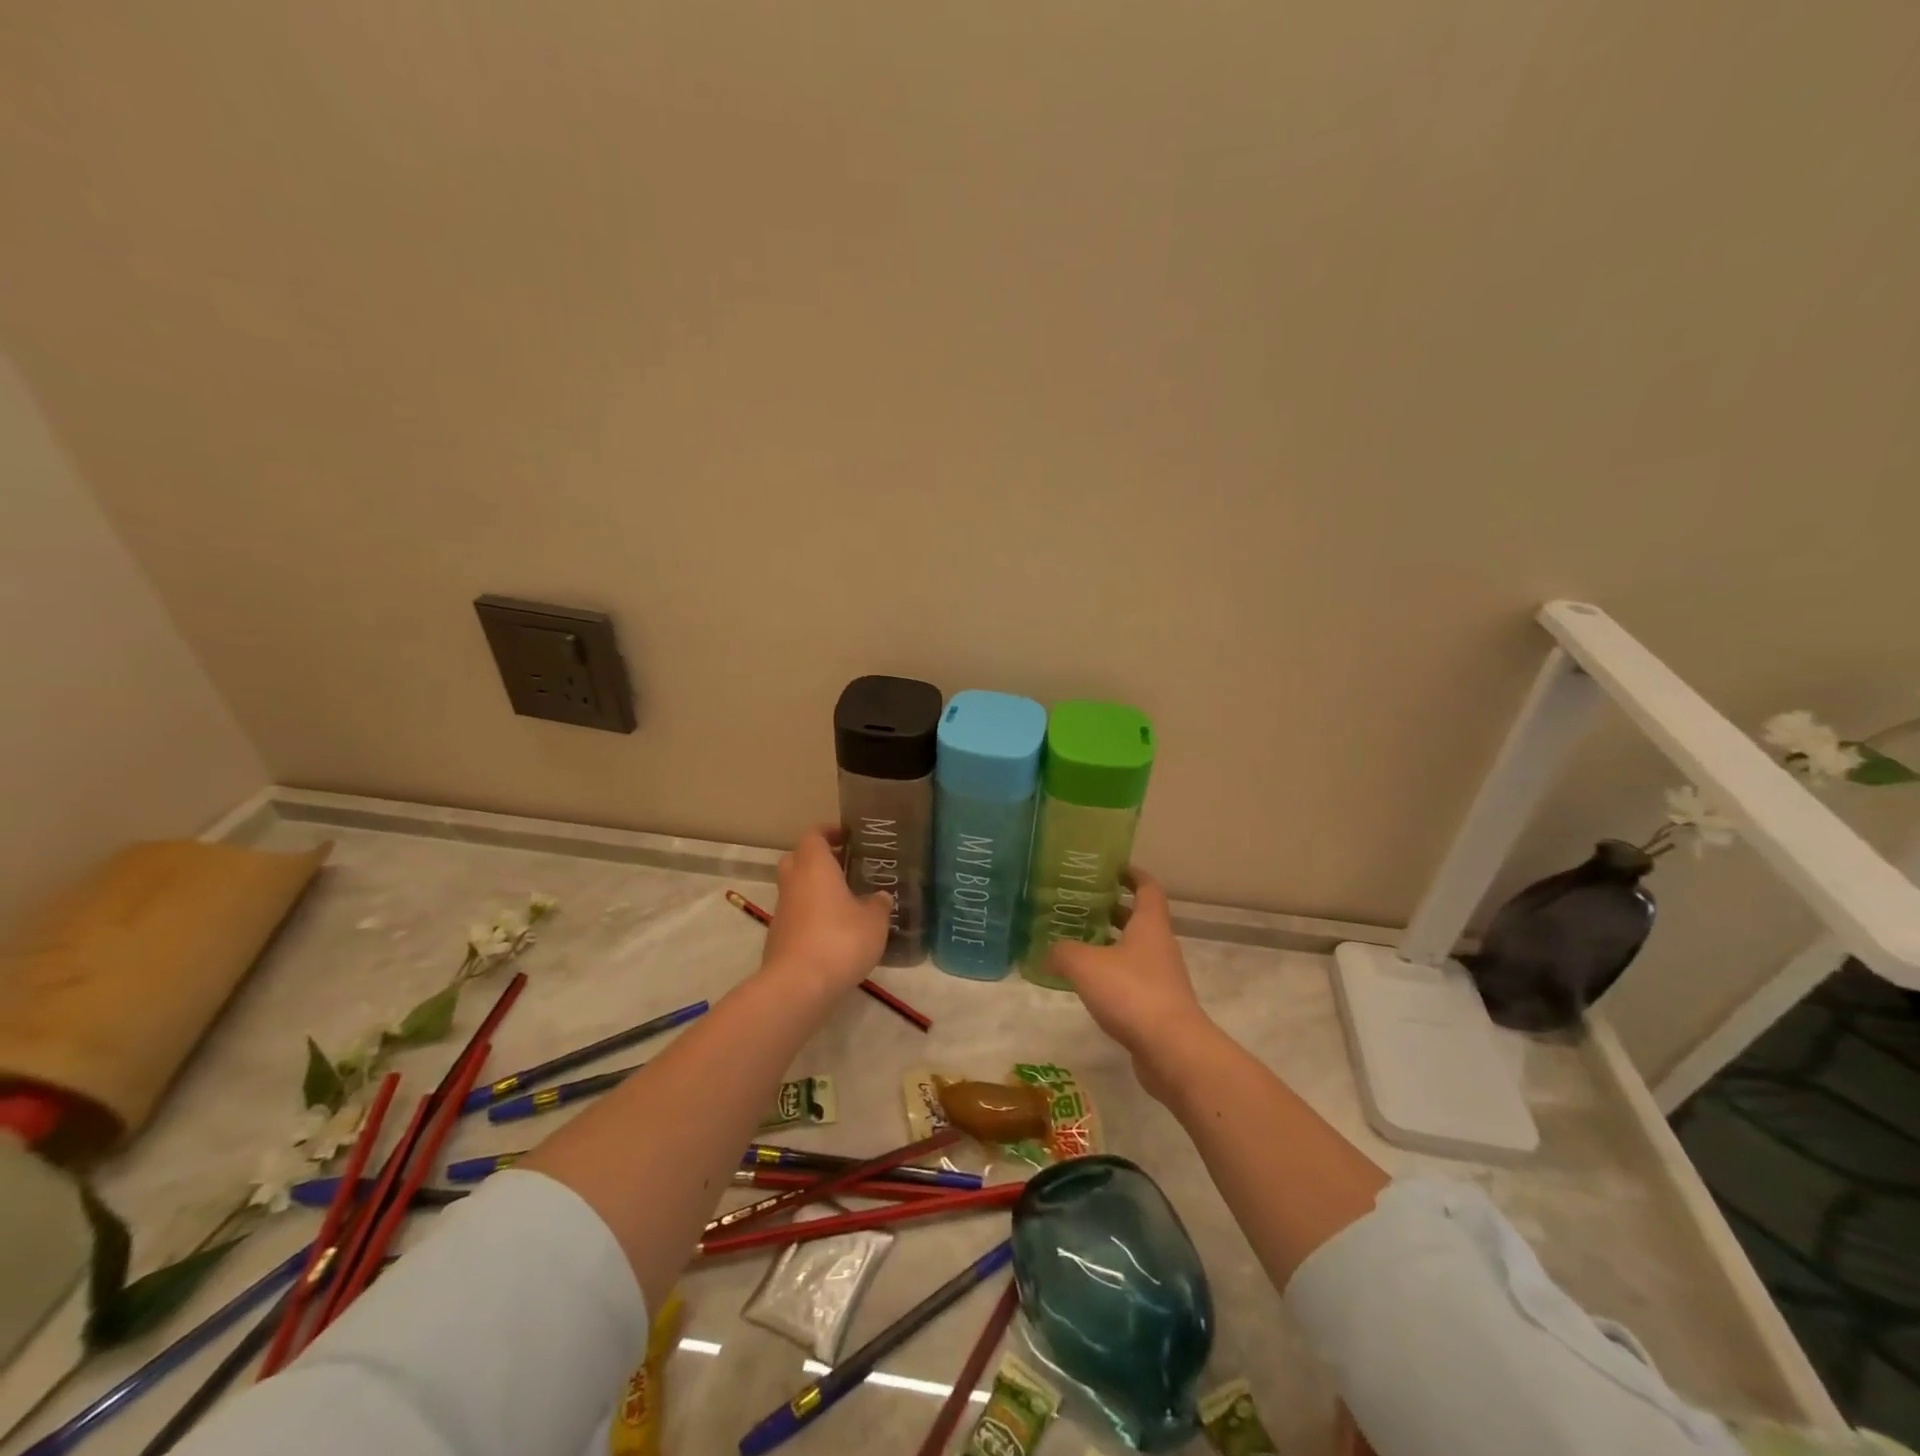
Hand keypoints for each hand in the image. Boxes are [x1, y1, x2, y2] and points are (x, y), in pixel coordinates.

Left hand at [761, 825, 891, 995]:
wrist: (798, 985)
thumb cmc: (840, 940)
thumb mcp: (874, 922)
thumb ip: (878, 905)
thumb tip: (880, 897)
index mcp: (815, 867)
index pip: (814, 835)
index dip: (829, 831)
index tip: (847, 835)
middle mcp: (793, 882)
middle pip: (798, 858)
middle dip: (818, 858)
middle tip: (844, 866)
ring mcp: (782, 911)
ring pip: (795, 888)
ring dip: (814, 889)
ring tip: (845, 901)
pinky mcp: (778, 937)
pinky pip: (795, 915)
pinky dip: (810, 915)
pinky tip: (833, 931)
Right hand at [1049, 870, 1214, 1100]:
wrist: (1172, 1049)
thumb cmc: (1132, 992)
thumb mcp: (1086, 965)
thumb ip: (1062, 952)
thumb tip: (1045, 951)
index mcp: (1150, 925)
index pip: (1147, 887)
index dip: (1131, 874)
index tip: (1110, 868)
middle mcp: (1159, 946)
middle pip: (1139, 918)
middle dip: (1112, 909)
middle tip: (1080, 905)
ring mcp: (1161, 977)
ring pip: (1134, 950)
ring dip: (1110, 943)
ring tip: (1076, 941)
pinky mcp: (1156, 1005)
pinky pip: (1131, 979)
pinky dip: (1111, 974)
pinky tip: (1087, 982)